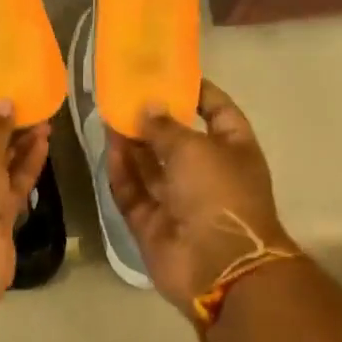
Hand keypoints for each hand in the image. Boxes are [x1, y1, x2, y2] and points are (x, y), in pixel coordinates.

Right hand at [106, 80, 298, 313]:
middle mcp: (207, 174)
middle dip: (152, 120)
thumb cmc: (219, 194)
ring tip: (107, 116)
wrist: (218, 266)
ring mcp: (179, 202)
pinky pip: (134, 193)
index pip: (218, 112)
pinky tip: (107, 149)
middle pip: (177, 141)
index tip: (171, 75)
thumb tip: (146, 107)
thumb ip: (165, 126)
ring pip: (150, 167)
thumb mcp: (194, 148)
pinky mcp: (152, 224)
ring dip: (131, 144)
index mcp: (234, 151)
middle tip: (124, 95)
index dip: (198, 93)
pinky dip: (122, 173)